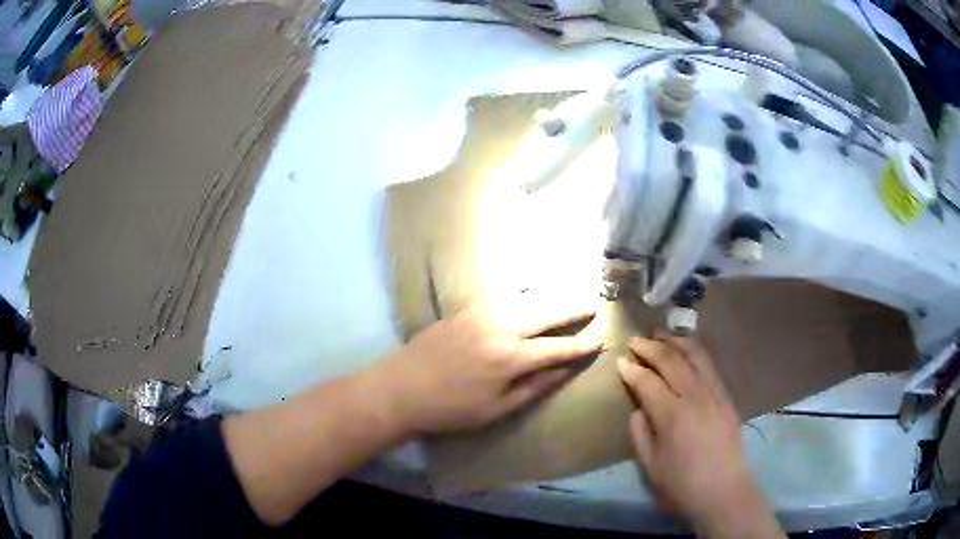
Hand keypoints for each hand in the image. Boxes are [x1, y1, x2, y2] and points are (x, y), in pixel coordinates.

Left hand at [370, 292, 602, 435]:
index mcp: (511, 358)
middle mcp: (502, 327)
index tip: (601, 339)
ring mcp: (482, 312)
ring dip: (552, 295)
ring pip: (527, 297)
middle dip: (574, 308)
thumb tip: (565, 371)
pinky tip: (532, 291)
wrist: (401, 388)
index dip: (582, 345)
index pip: (558, 348)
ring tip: (570, 295)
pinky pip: (503, 294)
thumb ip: (535, 387)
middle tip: (594, 304)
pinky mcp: (466, 308)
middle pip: (547, 312)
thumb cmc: (451, 409)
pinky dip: (524, 292)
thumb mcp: (497, 409)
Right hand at [618, 335, 782, 537]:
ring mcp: (715, 393)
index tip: (620, 361)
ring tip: (660, 335)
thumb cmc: (683, 485)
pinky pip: (709, 365)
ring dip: (675, 341)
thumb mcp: (650, 466)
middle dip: (651, 347)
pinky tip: (686, 350)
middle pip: (671, 360)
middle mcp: (695, 396)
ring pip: (695, 355)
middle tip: (635, 341)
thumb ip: (640, 433)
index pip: (647, 382)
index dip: (631, 370)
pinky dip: (694, 351)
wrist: (725, 491)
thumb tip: (639, 409)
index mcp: (672, 416)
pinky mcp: (727, 396)